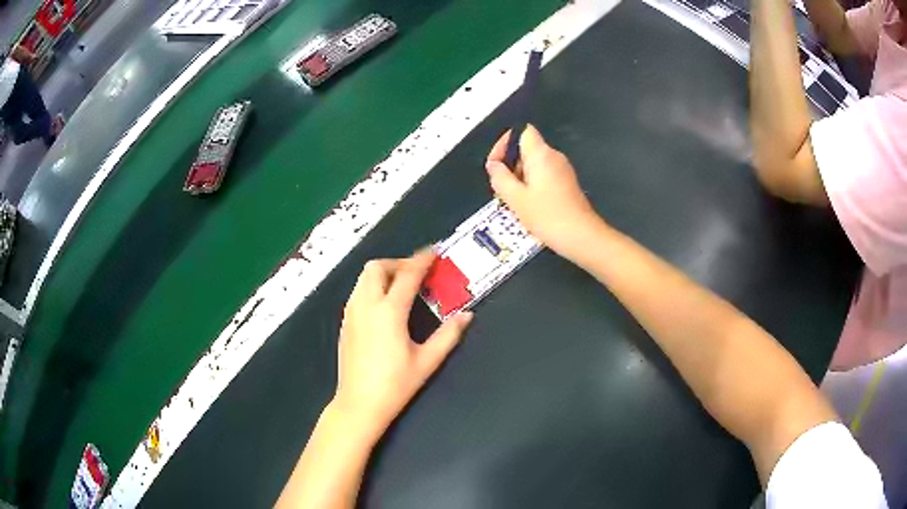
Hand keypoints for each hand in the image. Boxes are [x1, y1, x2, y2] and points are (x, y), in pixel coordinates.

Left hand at [333, 250, 473, 438]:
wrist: (359, 404)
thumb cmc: (395, 384)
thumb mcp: (427, 361)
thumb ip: (448, 335)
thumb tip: (467, 315)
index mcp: (389, 312)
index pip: (407, 275)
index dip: (422, 260)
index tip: (434, 252)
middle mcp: (366, 305)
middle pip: (376, 267)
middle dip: (397, 263)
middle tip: (417, 274)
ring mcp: (351, 313)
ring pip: (363, 278)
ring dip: (383, 274)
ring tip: (402, 287)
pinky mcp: (345, 323)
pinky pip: (357, 292)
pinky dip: (372, 287)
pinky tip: (385, 306)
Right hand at [486, 125, 600, 256]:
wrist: (582, 237)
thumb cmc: (548, 217)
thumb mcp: (516, 199)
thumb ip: (500, 178)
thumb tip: (493, 165)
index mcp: (541, 154)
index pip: (521, 131)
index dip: (504, 143)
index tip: (496, 164)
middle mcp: (554, 157)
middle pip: (526, 148)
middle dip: (510, 164)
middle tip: (501, 187)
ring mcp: (562, 170)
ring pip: (534, 164)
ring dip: (519, 177)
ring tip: (513, 200)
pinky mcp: (567, 183)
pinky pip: (544, 175)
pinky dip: (532, 185)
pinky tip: (528, 205)